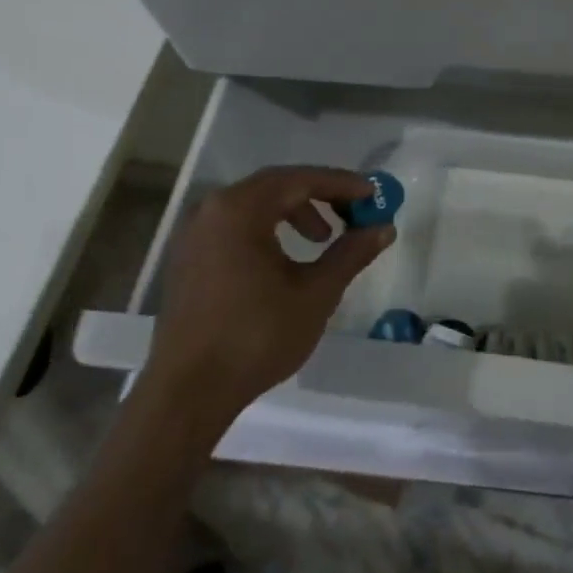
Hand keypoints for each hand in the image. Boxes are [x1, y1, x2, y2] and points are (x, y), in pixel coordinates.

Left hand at [145, 165, 393, 438]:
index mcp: (239, 210)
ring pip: (255, 206)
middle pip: (276, 186)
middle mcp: (211, 210)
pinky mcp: (188, 259)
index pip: (300, 179)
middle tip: (354, 212)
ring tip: (323, 239)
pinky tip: (286, 259)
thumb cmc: (256, 336)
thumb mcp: (316, 293)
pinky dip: (268, 230)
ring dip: (295, 212)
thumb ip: (351, 253)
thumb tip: (383, 228)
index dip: (342, 184)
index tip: (374, 193)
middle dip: (320, 195)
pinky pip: (236, 226)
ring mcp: (194, 235)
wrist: (188, 393)